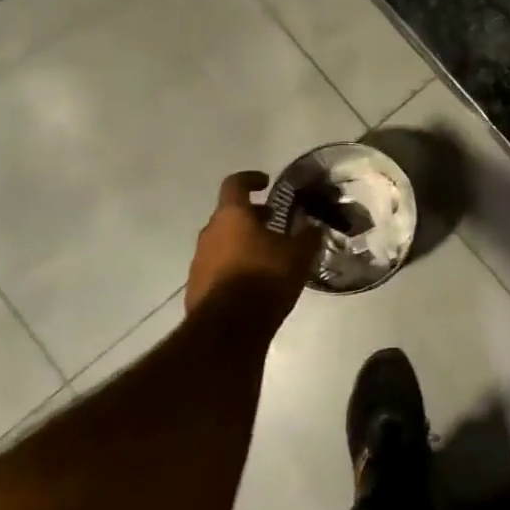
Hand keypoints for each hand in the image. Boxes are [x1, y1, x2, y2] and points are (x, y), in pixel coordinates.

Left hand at [186, 172, 320, 325]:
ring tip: (267, 256)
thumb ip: (308, 236)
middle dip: (251, 216)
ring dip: (242, 243)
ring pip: (222, 242)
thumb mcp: (299, 255)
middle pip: (228, 215)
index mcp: (232, 216)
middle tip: (273, 224)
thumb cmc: (265, 278)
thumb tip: (313, 227)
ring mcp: (198, 262)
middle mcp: (209, 233)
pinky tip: (253, 283)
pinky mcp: (195, 288)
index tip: (266, 182)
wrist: (228, 330)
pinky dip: (233, 267)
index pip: (235, 183)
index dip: (251, 178)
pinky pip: (216, 268)